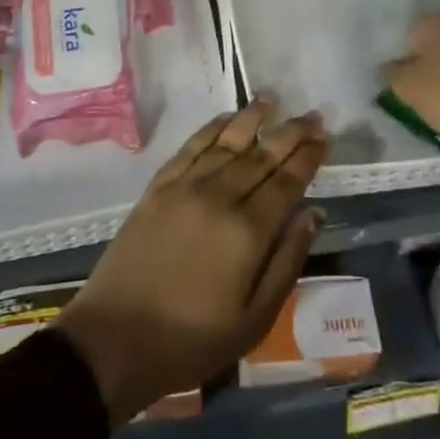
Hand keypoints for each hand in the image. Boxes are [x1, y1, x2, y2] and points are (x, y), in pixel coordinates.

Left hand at [56, 98, 329, 422]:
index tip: (325, 136)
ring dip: (253, 118)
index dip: (309, 156)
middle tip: (312, 114)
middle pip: (263, 155)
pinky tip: (226, 119)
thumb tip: (313, 214)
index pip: (288, 181)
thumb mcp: (253, 319)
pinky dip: (211, 128)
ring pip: (227, 141)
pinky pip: (191, 147)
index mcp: (248, 232)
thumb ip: (287, 262)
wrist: (114, 340)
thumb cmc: (191, 340)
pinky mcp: (158, 187)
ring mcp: (185, 187)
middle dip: (291, 132)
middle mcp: (220, 197)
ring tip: (273, 98)